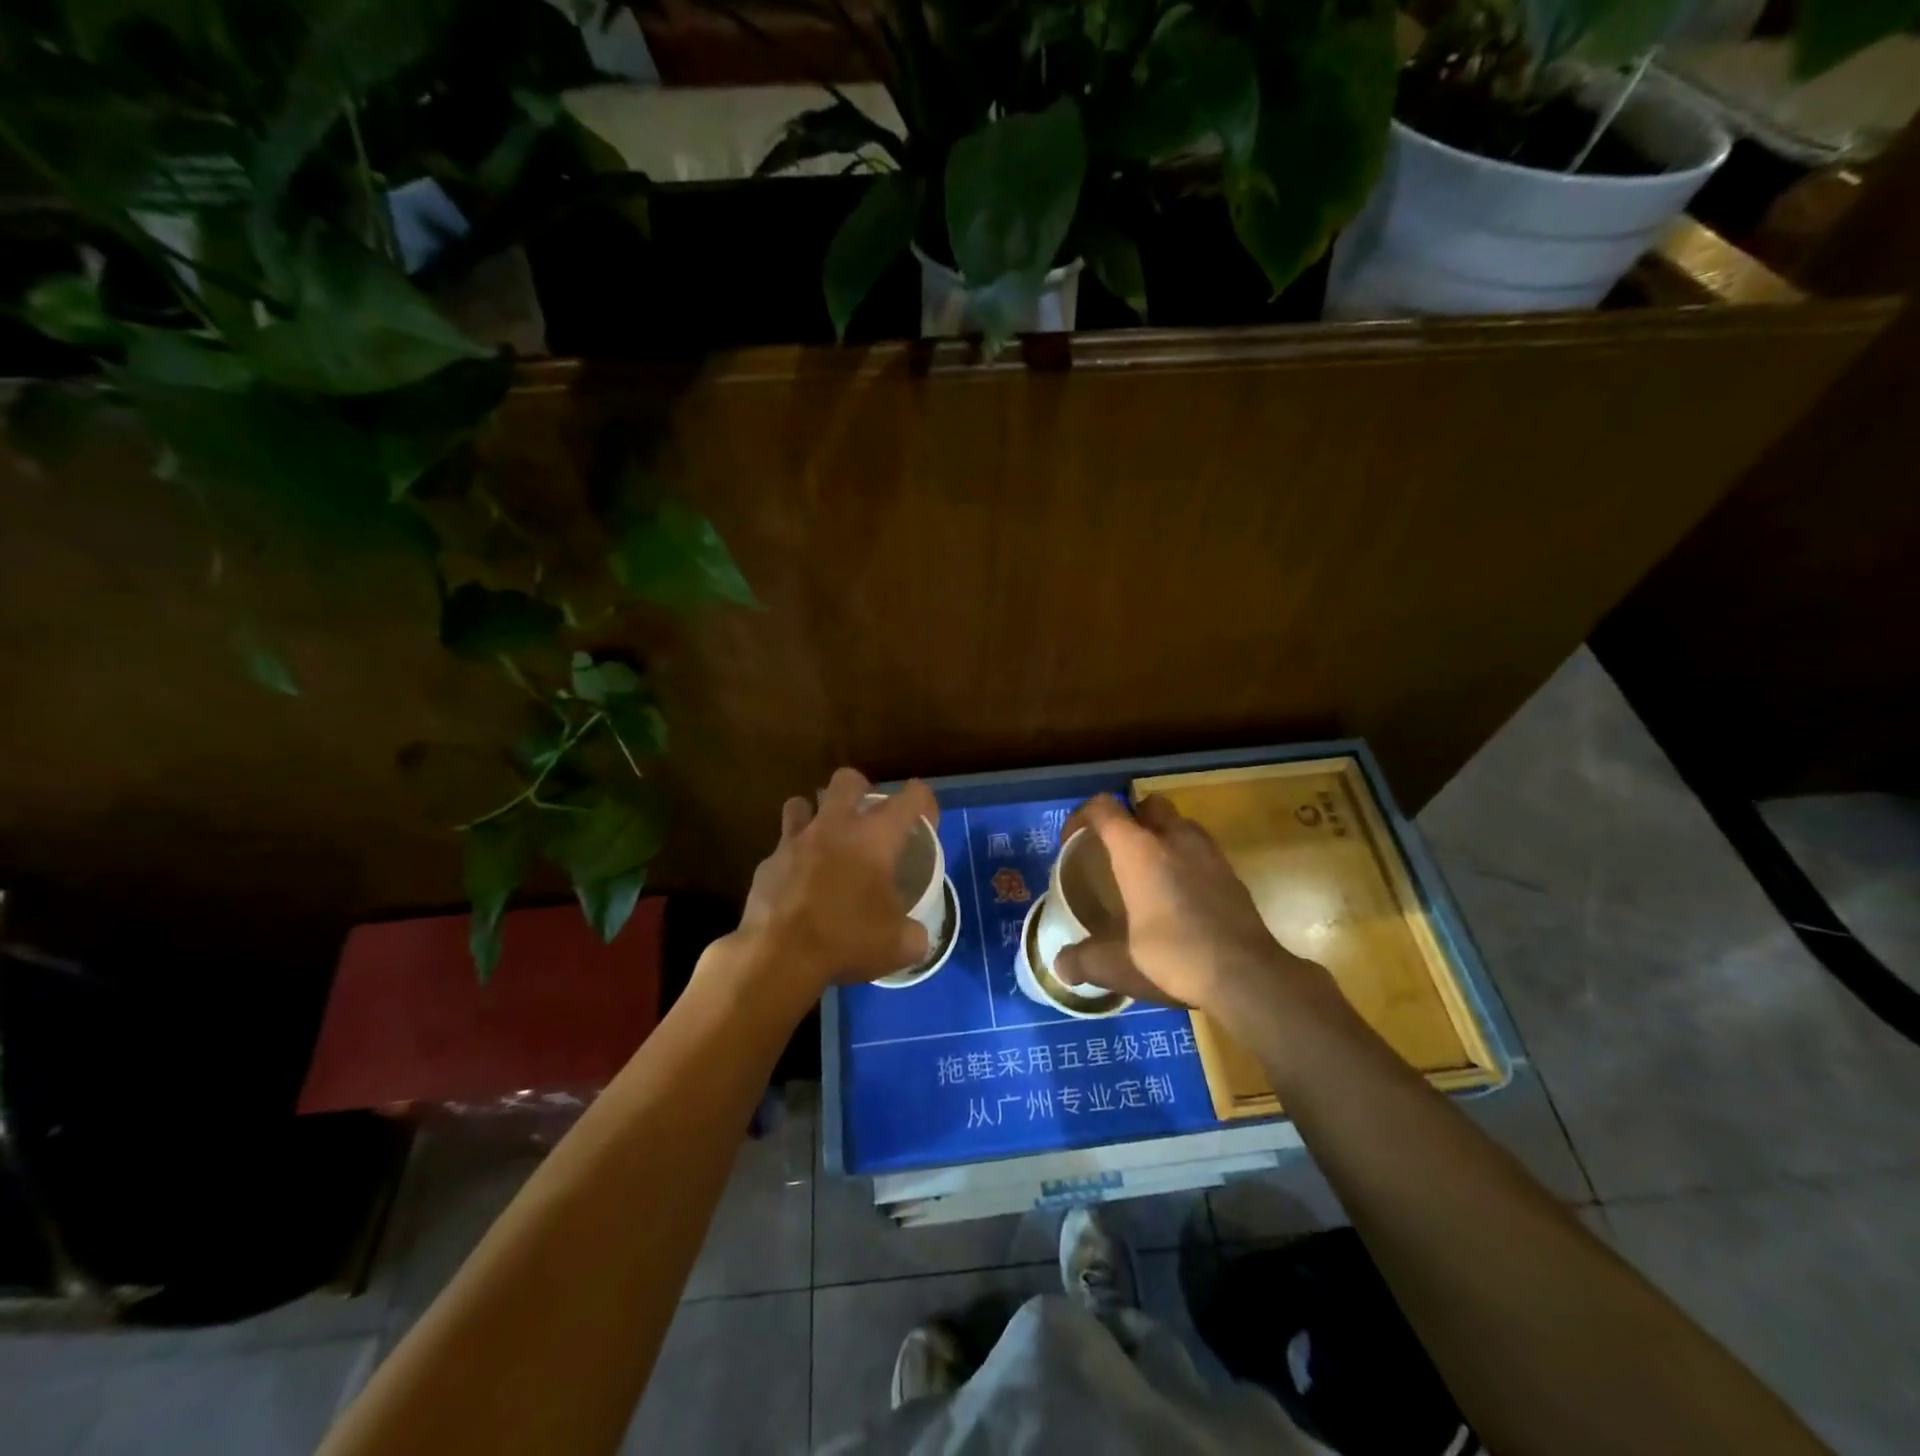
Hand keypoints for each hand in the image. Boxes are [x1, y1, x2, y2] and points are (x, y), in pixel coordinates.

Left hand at [729, 767, 939, 997]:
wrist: (777, 957)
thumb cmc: (847, 940)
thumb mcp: (899, 945)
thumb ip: (914, 933)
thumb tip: (916, 935)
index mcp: (876, 837)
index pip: (912, 797)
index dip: (925, 804)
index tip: (926, 824)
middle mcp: (835, 826)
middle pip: (848, 779)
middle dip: (861, 790)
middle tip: (868, 820)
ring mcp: (795, 841)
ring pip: (801, 803)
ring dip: (815, 815)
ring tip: (825, 841)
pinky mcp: (767, 862)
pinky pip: (781, 847)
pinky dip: (792, 858)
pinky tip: (798, 883)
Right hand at [1055, 794, 1322, 1016]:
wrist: (1247, 975)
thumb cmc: (1173, 957)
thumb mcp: (1119, 964)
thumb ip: (1085, 960)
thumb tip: (1061, 966)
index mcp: (1138, 850)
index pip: (1104, 808)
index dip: (1082, 816)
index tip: (1072, 840)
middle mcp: (1174, 839)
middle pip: (1149, 805)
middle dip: (1131, 818)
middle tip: (1117, 851)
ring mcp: (1209, 853)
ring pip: (1181, 825)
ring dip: (1163, 837)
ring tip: (1149, 872)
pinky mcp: (1233, 874)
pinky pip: (1202, 851)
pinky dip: (1187, 861)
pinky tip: (1181, 896)